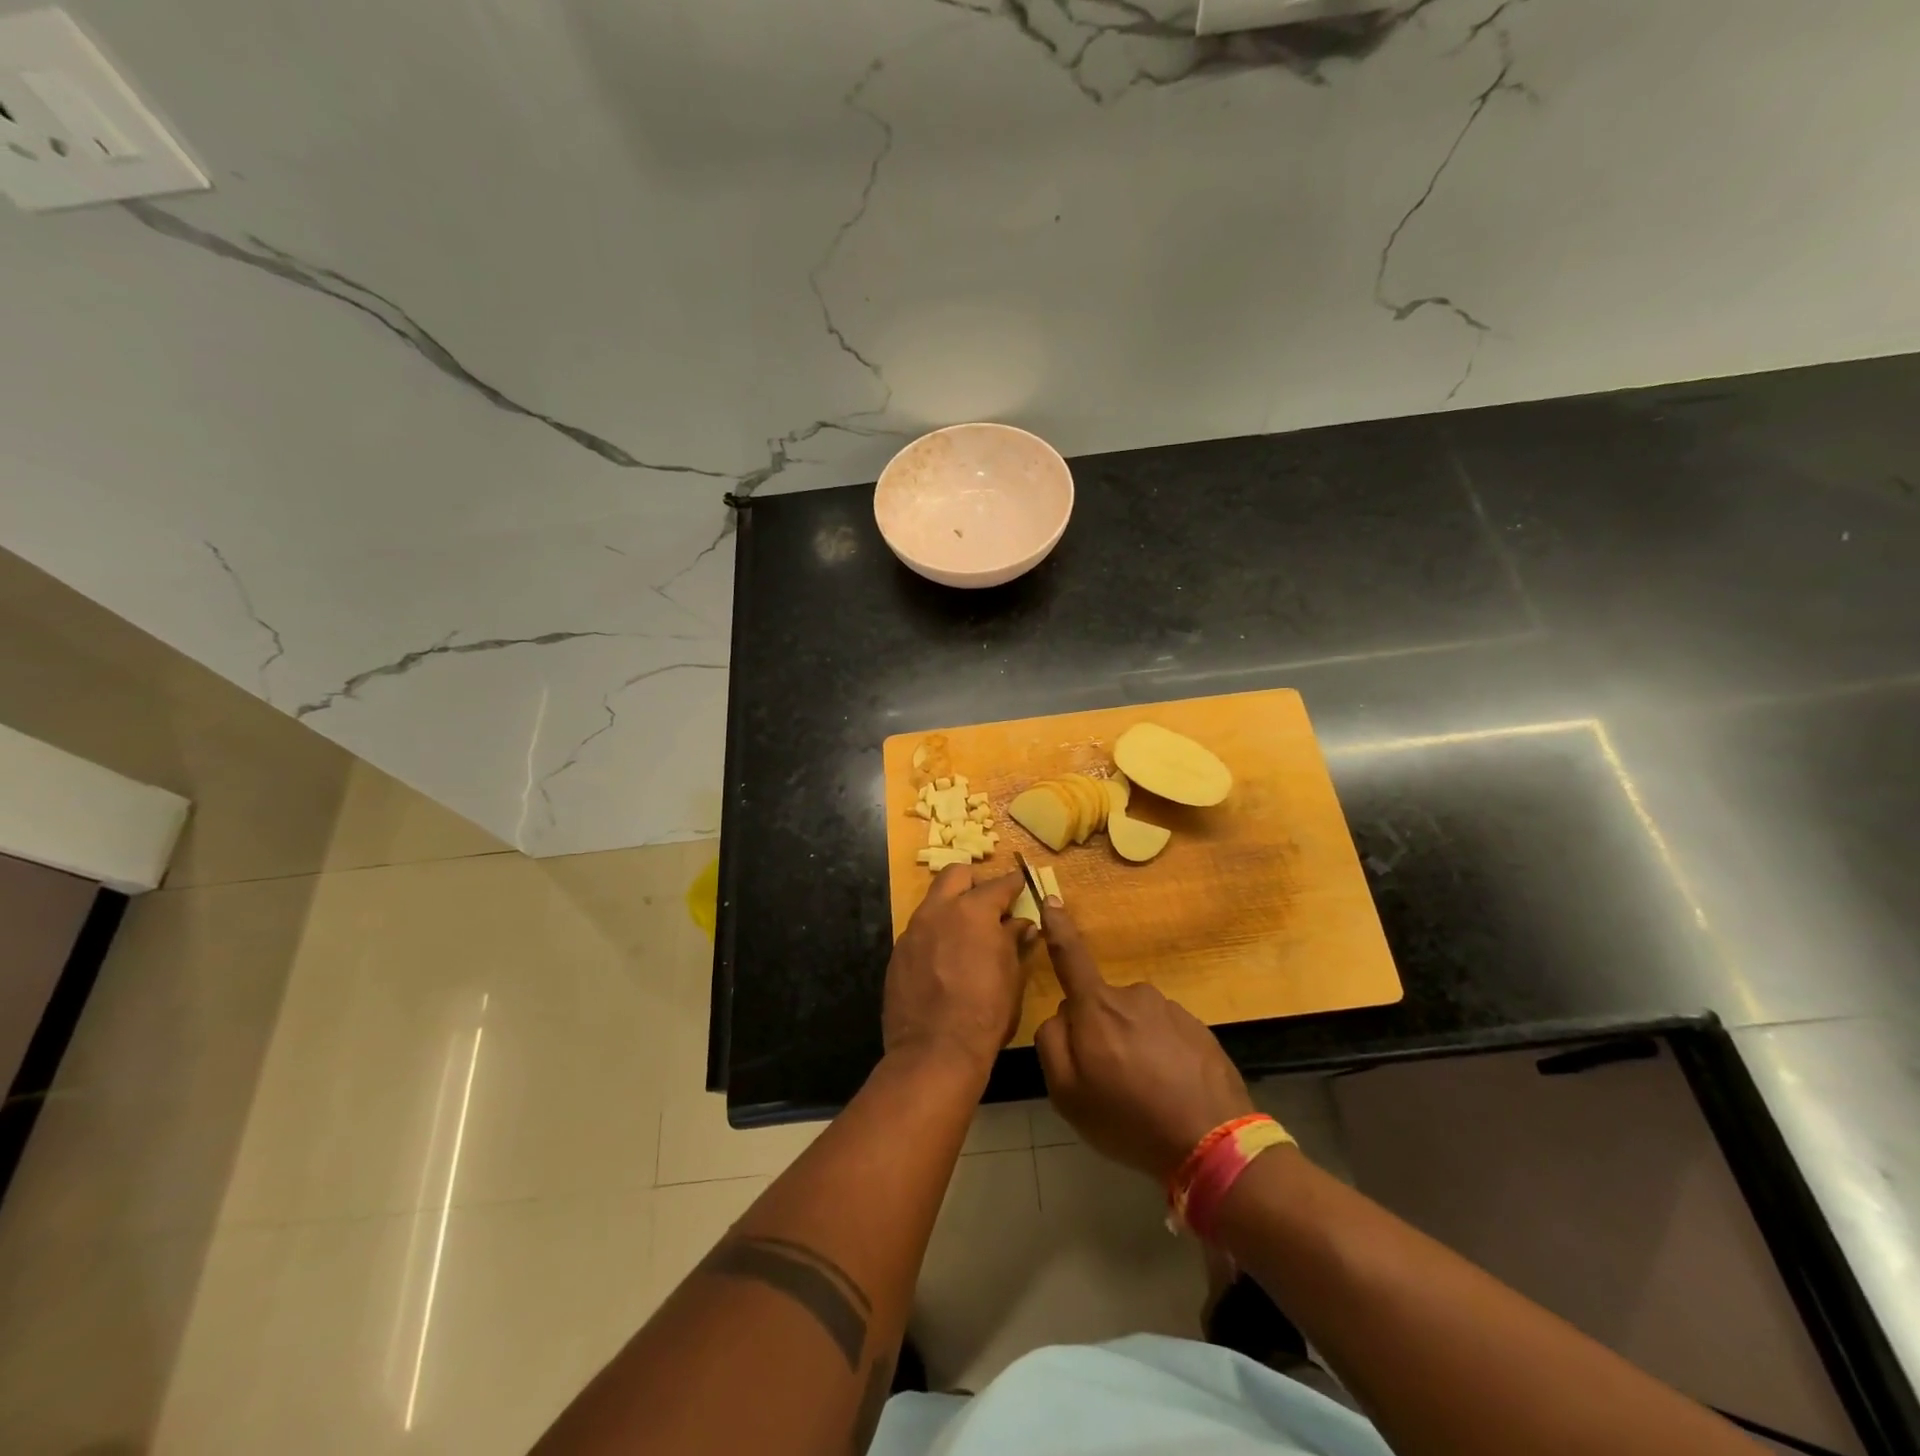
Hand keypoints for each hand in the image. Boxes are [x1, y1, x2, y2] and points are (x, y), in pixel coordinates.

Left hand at [882, 866, 1036, 1074]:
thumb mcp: (1011, 976)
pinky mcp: (898, 953)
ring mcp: (913, 930)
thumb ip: (1014, 942)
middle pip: (956, 874)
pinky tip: (945, 958)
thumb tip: (1022, 925)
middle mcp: (939, 911)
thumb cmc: (985, 1012)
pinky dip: (935, 934)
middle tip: (988, 902)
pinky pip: (919, 931)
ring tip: (966, 931)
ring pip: (933, 901)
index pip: (999, 884)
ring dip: (951, 907)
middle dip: (974, 881)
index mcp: (973, 911)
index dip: (1013, 883)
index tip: (1021, 884)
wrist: (935, 1051)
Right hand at [1034, 900, 1253, 1181]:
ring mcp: (1170, 1010)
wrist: (1214, 1142)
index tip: (1052, 899)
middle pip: (1102, 1006)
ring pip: (1135, 1022)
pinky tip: (1170, 1092)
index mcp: (1096, 1007)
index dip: (1058, 927)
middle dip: (1100, 1033)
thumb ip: (1051, 1044)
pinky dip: (1162, 1058)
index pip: (1070, 956)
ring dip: (1133, 1047)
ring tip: (1145, 1094)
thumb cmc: (1129, 1118)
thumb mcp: (1067, 1094)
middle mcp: (1133, 996)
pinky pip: (1165, 1036)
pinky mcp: (1198, 1028)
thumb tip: (1060, 1015)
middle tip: (1110, 1083)